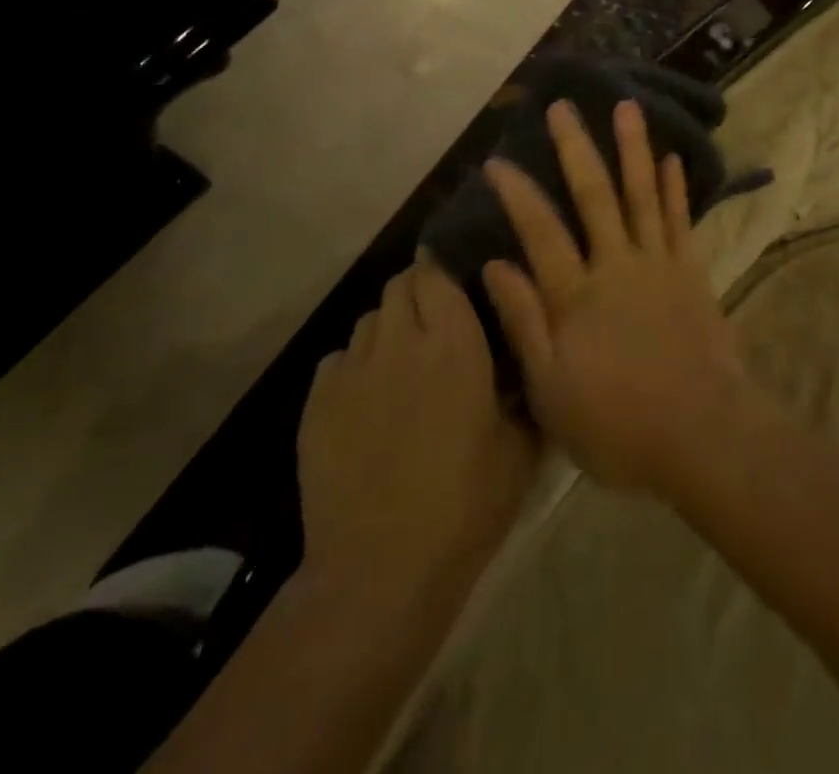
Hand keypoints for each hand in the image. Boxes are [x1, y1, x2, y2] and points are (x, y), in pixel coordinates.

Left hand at [297, 259, 537, 606]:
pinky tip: (369, 400)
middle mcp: (398, 342)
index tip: (459, 282)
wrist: (381, 569)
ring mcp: (351, 372)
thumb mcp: (521, 444)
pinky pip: (336, 361)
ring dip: (388, 328)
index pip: (435, 272)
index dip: (444, 270)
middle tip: (437, 324)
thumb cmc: (466, 503)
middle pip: (398, 286)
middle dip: (417, 292)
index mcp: (453, 341)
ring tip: (404, 362)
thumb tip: (523, 352)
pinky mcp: (316, 406)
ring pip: (367, 321)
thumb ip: (523, 385)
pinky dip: (355, 366)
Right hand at [481, 98, 754, 496]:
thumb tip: (496, 265)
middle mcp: (617, 265)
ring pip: (641, 194)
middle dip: (576, 148)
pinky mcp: (692, 272)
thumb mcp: (552, 390)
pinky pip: (681, 221)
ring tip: (626, 108)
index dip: (518, 194)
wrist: (702, 435)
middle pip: (593, 196)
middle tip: (564, 107)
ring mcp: (660, 264)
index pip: (541, 231)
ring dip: (632, 149)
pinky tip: (671, 158)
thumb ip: (525, 323)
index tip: (498, 160)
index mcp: (577, 296)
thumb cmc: (617, 424)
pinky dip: (675, 188)